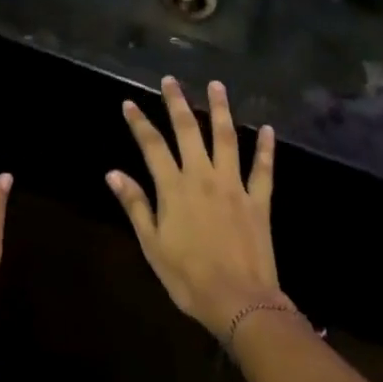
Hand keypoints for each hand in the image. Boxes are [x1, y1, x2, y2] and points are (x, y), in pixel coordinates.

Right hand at [107, 76, 282, 338]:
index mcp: (174, 188)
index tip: (129, 102)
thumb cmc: (188, 277)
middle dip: (177, 102)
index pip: (152, 145)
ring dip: (220, 110)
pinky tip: (268, 129)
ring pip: (226, 138)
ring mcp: (233, 185)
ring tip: (216, 85)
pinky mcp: (258, 200)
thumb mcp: (152, 245)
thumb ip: (135, 205)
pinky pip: (263, 169)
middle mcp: (202, 176)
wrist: (239, 302)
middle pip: (188, 130)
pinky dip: (266, 148)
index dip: (139, 122)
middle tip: (171, 80)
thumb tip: (113, 173)